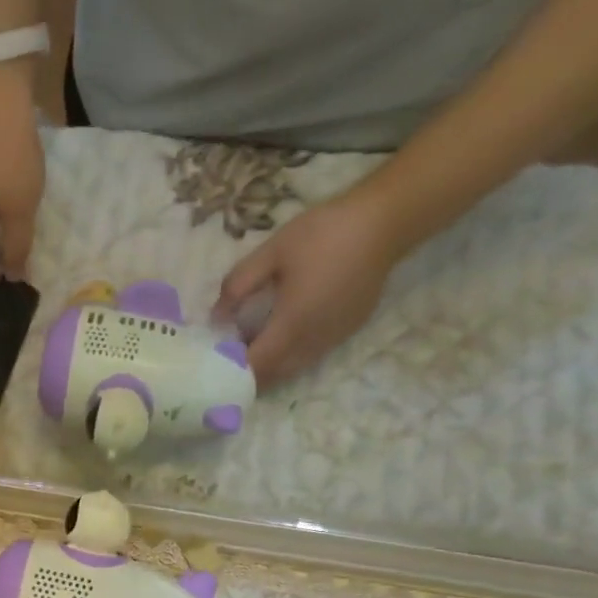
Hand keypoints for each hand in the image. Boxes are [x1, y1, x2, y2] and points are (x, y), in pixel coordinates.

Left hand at [213, 185, 403, 387]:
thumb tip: (217, 316)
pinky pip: (311, 356)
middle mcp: (313, 341)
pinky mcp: (347, 332)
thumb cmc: (323, 234)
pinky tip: (279, 337)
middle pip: (274, 374)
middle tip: (225, 361)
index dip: (233, 371)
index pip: (256, 365)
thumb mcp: (271, 252)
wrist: (383, 223)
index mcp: (292, 324)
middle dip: (248, 374)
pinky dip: (290, 356)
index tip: (213, 365)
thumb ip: (238, 285)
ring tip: (248, 350)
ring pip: (293, 368)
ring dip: (270, 367)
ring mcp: (333, 339)